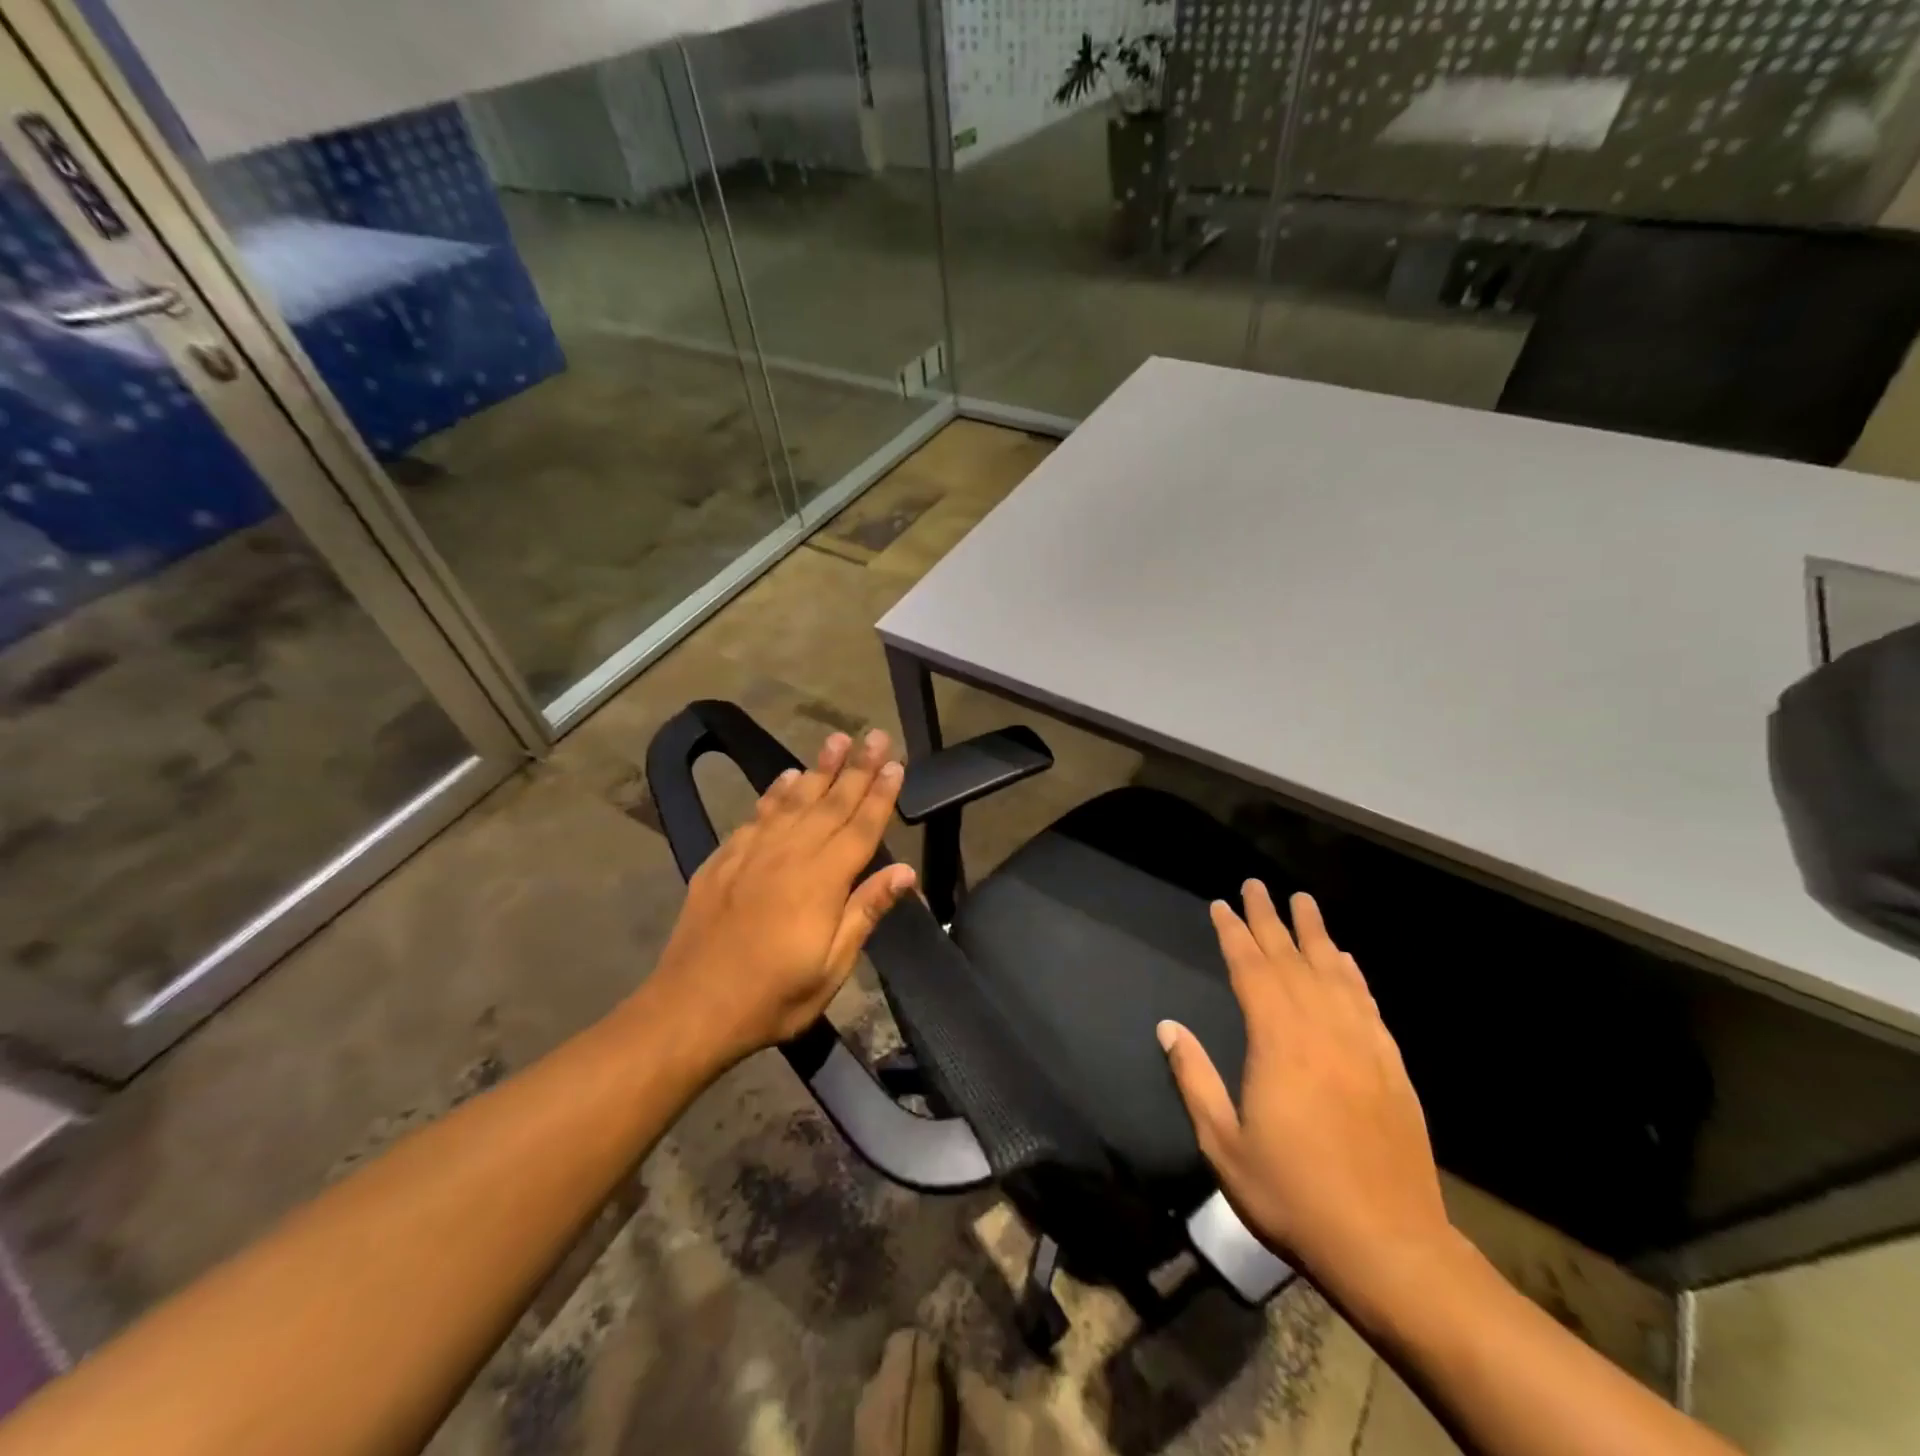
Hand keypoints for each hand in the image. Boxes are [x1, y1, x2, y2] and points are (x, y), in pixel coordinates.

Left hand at [648, 729, 917, 1067]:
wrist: (692, 1008)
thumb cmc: (773, 997)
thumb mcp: (832, 967)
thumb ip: (865, 912)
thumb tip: (905, 871)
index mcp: (822, 881)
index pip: (861, 827)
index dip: (881, 794)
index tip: (897, 763)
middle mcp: (790, 854)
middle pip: (831, 802)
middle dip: (857, 767)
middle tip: (875, 735)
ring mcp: (753, 853)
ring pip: (794, 800)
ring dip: (818, 768)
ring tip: (836, 739)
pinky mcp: (724, 860)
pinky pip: (757, 815)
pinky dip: (775, 792)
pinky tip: (786, 778)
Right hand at [1157, 883, 1452, 1293]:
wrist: (1390, 1247)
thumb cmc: (1293, 1195)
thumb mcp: (1224, 1144)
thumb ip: (1194, 1079)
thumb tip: (1168, 1027)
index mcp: (1278, 1043)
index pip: (1251, 971)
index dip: (1234, 934)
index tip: (1221, 905)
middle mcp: (1322, 1031)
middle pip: (1292, 960)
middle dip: (1270, 919)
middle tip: (1256, 885)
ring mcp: (1362, 1046)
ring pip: (1334, 973)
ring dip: (1316, 934)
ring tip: (1303, 902)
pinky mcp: (1391, 1068)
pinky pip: (1368, 1005)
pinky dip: (1353, 975)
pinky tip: (1346, 960)